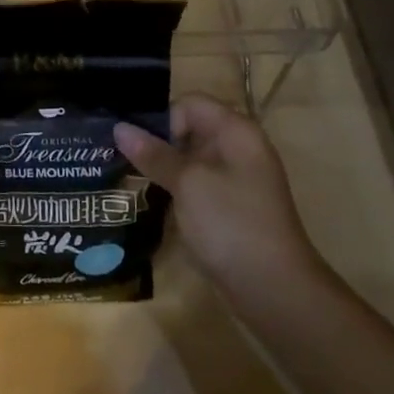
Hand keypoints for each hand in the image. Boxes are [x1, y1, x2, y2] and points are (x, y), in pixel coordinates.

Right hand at [115, 95, 324, 297]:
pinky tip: (154, 205)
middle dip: (157, 143)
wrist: (274, 290)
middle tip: (123, 161)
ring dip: (163, 169)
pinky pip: (197, 185)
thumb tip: (120, 127)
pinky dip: (176, 190)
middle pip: (189, 129)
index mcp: (236, 132)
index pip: (190, 104)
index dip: (163, 120)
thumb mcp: (187, 183)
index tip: (140, 147)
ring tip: (132, 182)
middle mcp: (239, 149)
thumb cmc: (231, 224)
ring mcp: (237, 180)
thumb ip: (154, 154)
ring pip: (190, 160)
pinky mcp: (231, 207)